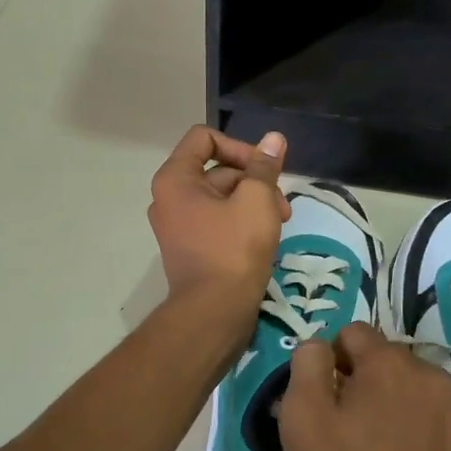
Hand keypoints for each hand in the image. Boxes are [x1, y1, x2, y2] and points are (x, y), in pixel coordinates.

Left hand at [146, 126, 289, 325]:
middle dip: (254, 181)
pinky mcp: (189, 247)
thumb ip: (265, 166)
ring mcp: (177, 225)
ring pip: (221, 197)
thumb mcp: (257, 200)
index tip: (264, 170)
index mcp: (175, 179)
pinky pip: (216, 221)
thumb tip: (273, 138)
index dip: (239, 147)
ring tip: (279, 223)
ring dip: (253, 203)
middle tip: (282, 206)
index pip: (204, 138)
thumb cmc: (234, 250)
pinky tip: (265, 238)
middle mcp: (168, 197)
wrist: (215, 311)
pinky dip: (240, 222)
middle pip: (216, 169)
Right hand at [278, 323, 450, 450]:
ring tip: (373, 449)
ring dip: (388, 403)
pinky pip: (429, 414)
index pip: (352, 333)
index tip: (321, 401)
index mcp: (390, 362)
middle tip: (342, 428)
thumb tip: (319, 347)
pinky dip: (412, 426)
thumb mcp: (303, 418)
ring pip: (408, 386)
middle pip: (383, 360)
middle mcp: (430, 372)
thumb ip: (306, 364)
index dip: (329, 361)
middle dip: (360, 381)